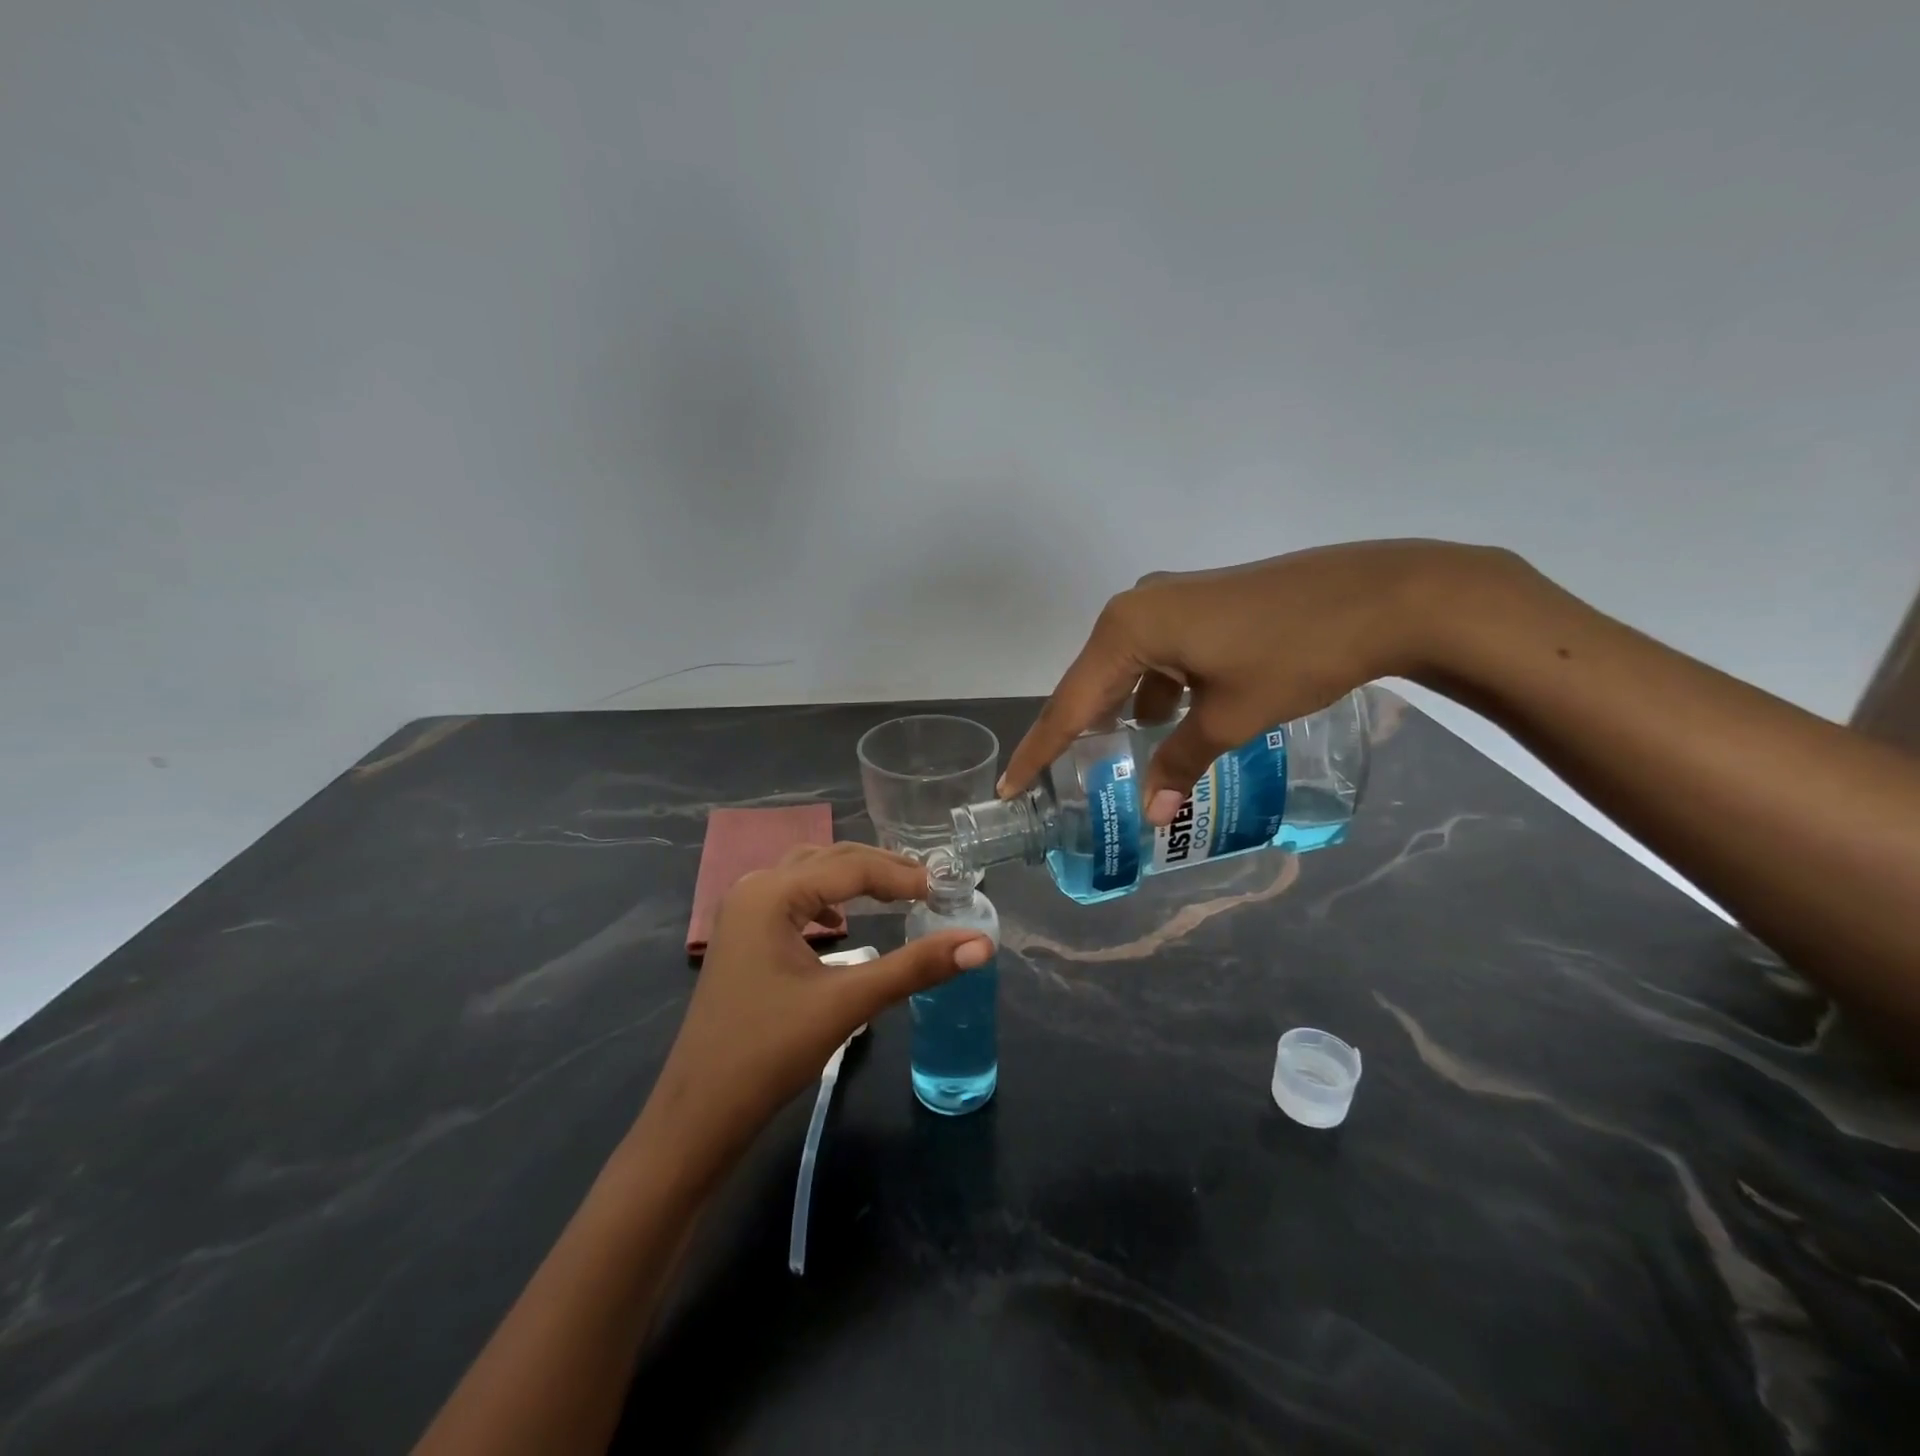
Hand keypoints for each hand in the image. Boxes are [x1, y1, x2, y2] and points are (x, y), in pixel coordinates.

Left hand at [643, 843, 992, 1179]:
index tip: (946, 891)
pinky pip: (792, 899)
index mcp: (772, 893)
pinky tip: (841, 923)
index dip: (902, 876)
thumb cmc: (769, 1052)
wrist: (700, 1114)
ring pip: (809, 875)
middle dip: (880, 869)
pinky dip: (826, 900)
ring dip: (853, 879)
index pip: (851, 867)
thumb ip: (915, 967)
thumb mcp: (848, 1003)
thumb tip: (981, 945)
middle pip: (829, 860)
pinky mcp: (743, 939)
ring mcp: (743, 914)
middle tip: (929, 886)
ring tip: (897, 893)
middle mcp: (754, 889)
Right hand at [1000, 540, 1516, 824]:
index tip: (1008, 787)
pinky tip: (1172, 719)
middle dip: (1080, 732)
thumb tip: (1152, 816)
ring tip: (1120, 758)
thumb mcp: (1230, 718)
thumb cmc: (1295, 655)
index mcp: (1128, 629)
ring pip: (1126, 669)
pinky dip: (1156, 690)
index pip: (1069, 704)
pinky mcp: (1198, 603)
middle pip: (1092, 683)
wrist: (1383, 594)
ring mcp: (1169, 600)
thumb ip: (1179, 763)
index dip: (1039, 751)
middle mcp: (1136, 607)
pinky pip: (1157, 655)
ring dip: (1122, 712)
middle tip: (1059, 779)